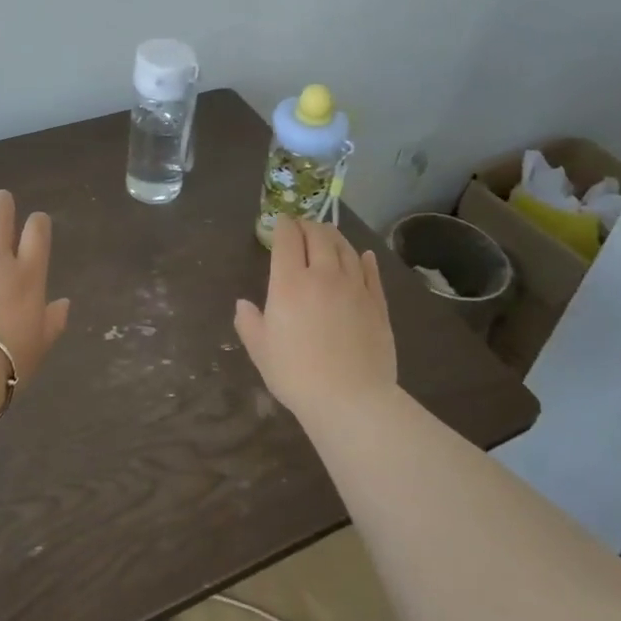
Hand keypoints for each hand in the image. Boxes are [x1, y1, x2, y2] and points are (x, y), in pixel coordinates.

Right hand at [233, 217, 397, 423]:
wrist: (350, 399)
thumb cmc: (296, 374)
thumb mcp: (261, 350)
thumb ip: (249, 323)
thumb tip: (242, 304)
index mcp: (289, 283)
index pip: (287, 239)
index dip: (283, 225)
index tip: (281, 222)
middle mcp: (323, 275)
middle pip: (319, 236)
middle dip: (309, 226)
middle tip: (303, 227)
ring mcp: (354, 287)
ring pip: (345, 248)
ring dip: (334, 236)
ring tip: (329, 234)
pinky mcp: (377, 303)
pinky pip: (371, 272)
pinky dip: (365, 258)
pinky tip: (364, 255)